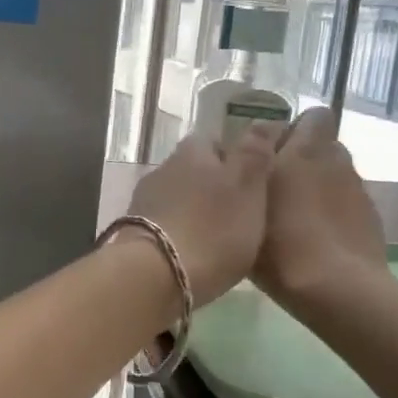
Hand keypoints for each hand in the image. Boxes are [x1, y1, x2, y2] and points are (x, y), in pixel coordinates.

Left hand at [123, 126, 279, 305]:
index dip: (236, 157)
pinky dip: (180, 233)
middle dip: (214, 186)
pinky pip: (166, 225)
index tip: (254, 180)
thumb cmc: (211, 228)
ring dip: (196, 211)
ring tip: (218, 236)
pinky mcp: (133, 233)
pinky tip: (193, 252)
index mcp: (193, 151)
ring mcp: (144, 201)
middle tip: (240, 211)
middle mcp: (164, 168)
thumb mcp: (247, 187)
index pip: (216, 140)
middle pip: (194, 169)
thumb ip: (255, 153)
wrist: (153, 276)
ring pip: (178, 197)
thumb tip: (264, 122)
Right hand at [254, 108, 388, 314]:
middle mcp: (336, 161)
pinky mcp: (371, 218)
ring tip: (296, 218)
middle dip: (303, 160)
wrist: (338, 289)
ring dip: (318, 187)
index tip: (271, 155)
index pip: (313, 117)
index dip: (295, 131)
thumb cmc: (282, 244)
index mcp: (306, 150)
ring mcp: (358, 190)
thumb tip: (246, 162)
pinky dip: (332, 213)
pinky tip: (317, 240)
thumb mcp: (246, 209)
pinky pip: (346, 204)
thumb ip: (246, 178)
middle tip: (278, 189)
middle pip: (322, 147)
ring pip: (334, 177)